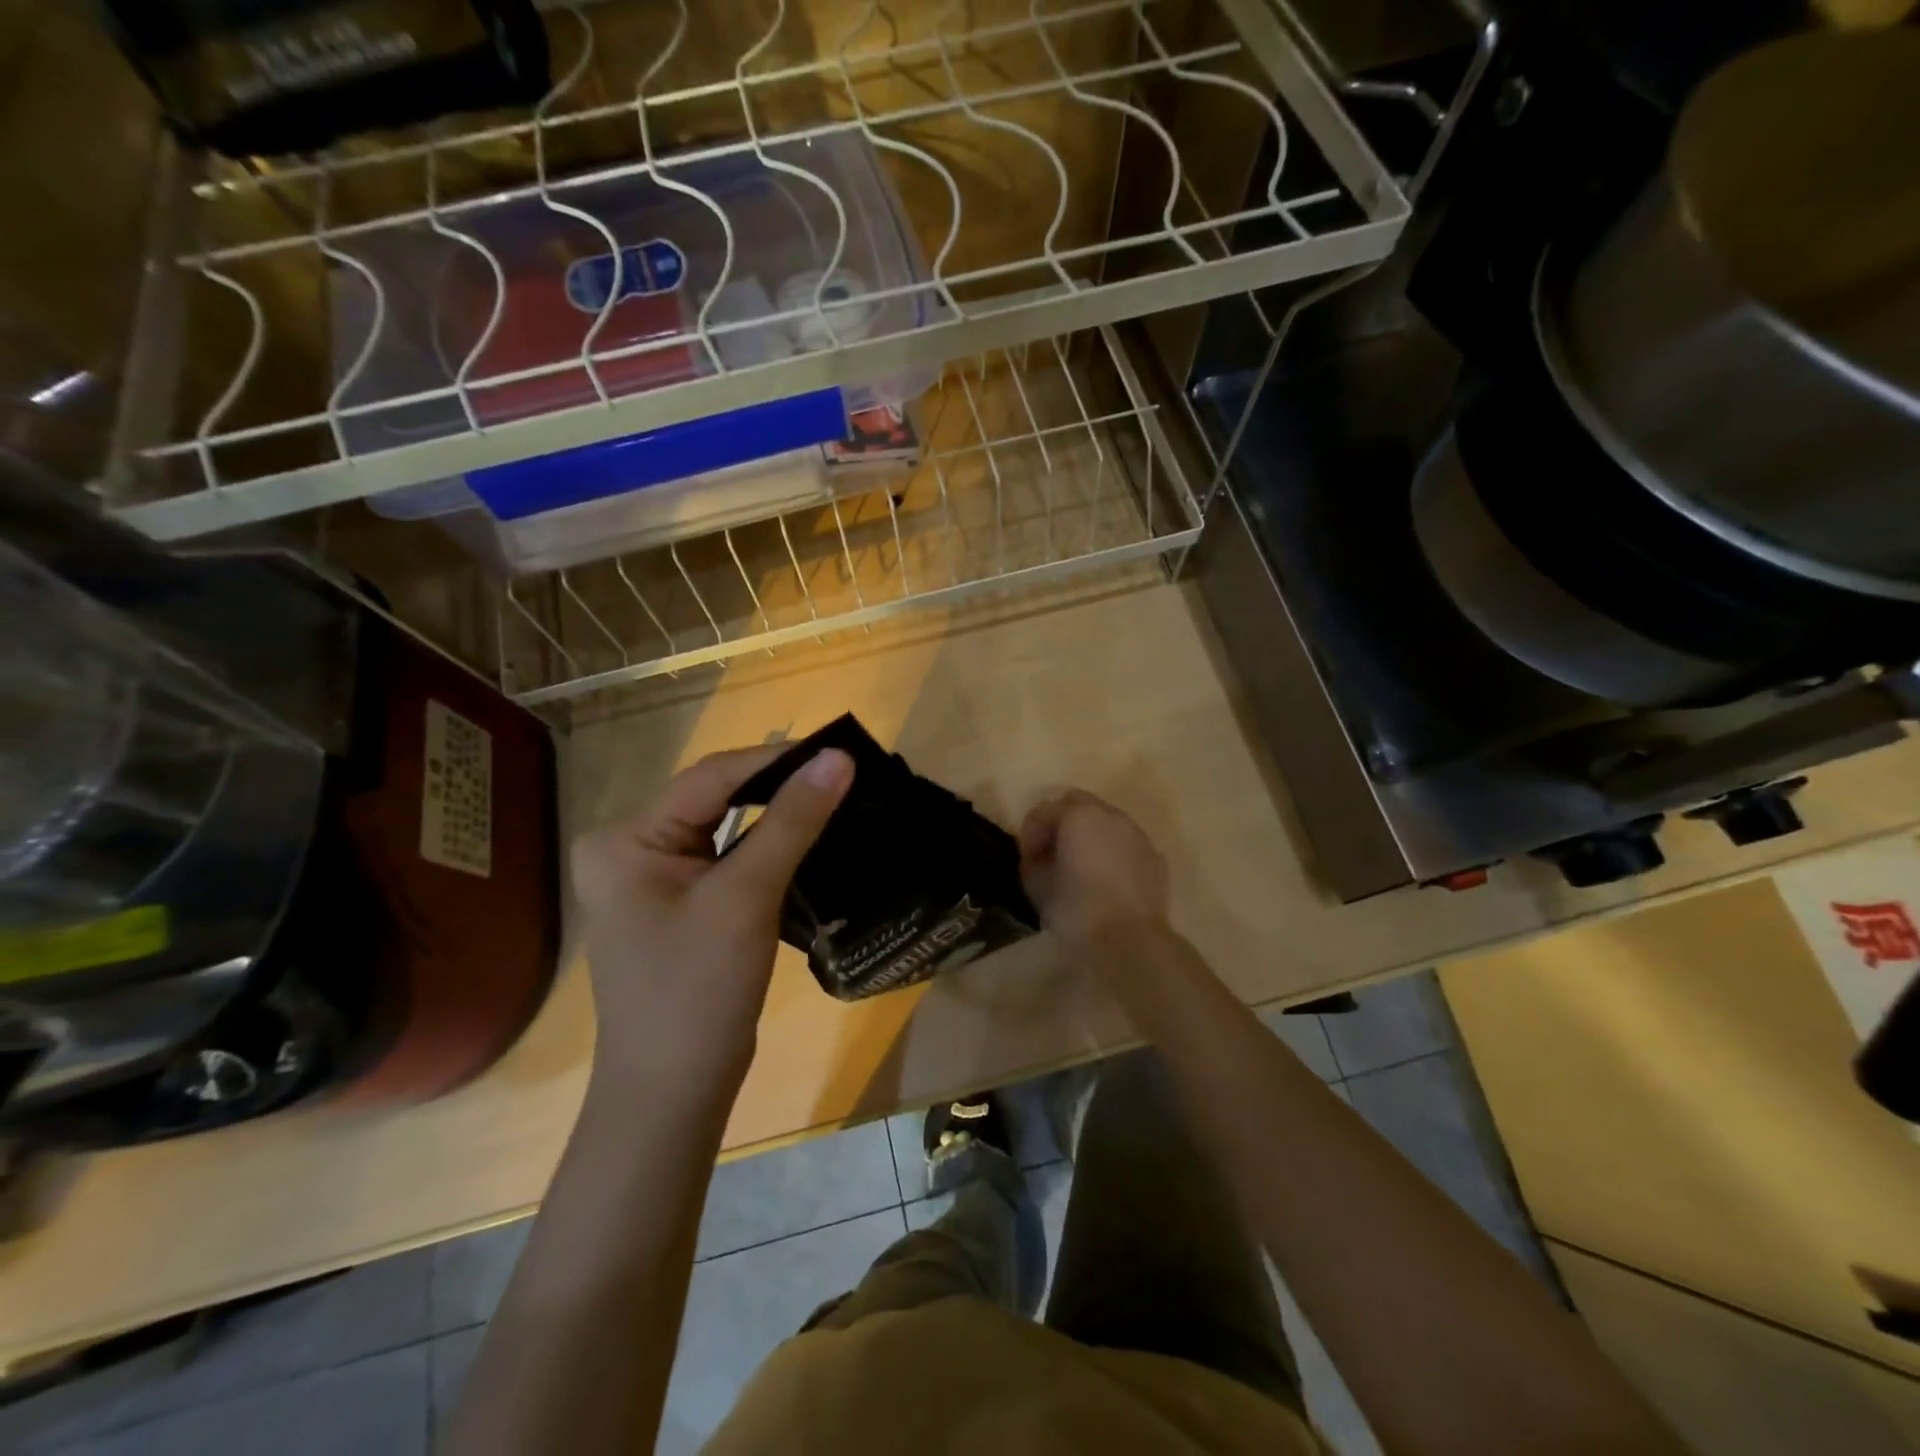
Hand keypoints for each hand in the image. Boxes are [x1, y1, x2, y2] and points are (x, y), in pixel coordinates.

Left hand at [569, 745, 853, 1099]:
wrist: (674, 1092)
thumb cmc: (698, 989)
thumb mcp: (746, 897)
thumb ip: (792, 822)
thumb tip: (838, 758)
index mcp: (626, 839)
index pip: (709, 779)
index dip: (775, 759)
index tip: (837, 751)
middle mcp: (630, 849)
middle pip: (715, 801)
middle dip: (777, 787)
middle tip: (841, 774)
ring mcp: (654, 880)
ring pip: (726, 830)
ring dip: (777, 817)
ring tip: (834, 796)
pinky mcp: (680, 906)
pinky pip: (728, 861)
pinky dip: (767, 849)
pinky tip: (807, 838)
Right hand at [1018, 789, 1170, 950]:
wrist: (1130, 941)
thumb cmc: (1077, 910)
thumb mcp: (1037, 886)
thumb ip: (1033, 861)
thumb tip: (1040, 856)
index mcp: (1078, 815)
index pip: (1044, 811)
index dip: (1030, 833)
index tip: (1028, 860)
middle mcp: (1110, 815)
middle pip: (1077, 804)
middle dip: (1061, 823)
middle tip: (1053, 854)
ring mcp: (1137, 834)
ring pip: (1105, 822)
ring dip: (1089, 836)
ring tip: (1081, 868)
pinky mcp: (1154, 857)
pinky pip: (1126, 844)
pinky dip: (1112, 852)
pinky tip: (1107, 881)